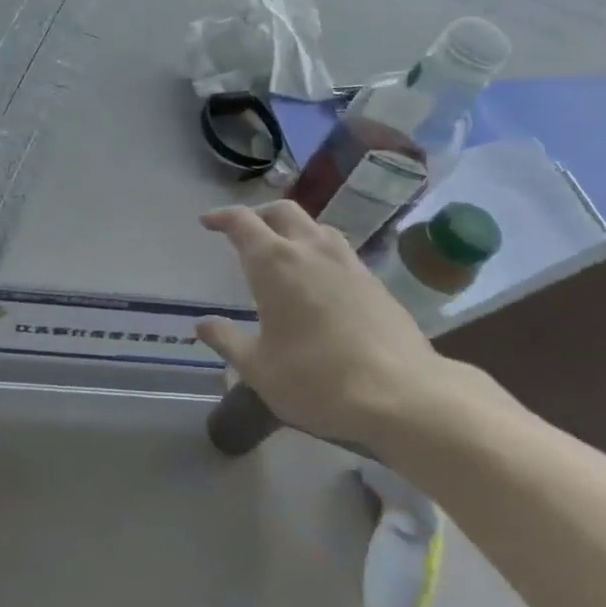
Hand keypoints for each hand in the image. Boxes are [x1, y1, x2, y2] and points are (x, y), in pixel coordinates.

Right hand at [195, 202, 468, 449]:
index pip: (242, 222)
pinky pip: (341, 252)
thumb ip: (227, 341)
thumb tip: (202, 324)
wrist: (403, 395)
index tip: (208, 222)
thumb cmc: (317, 380)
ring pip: (317, 227)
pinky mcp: (376, 282)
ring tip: (284, 252)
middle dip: (259, 215)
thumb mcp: (259, 369)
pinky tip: (321, 282)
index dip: (222, 217)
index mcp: (275, 263)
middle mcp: (311, 251)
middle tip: (245, 232)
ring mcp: (348, 263)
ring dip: (294, 230)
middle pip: (282, 211)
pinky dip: (321, 253)